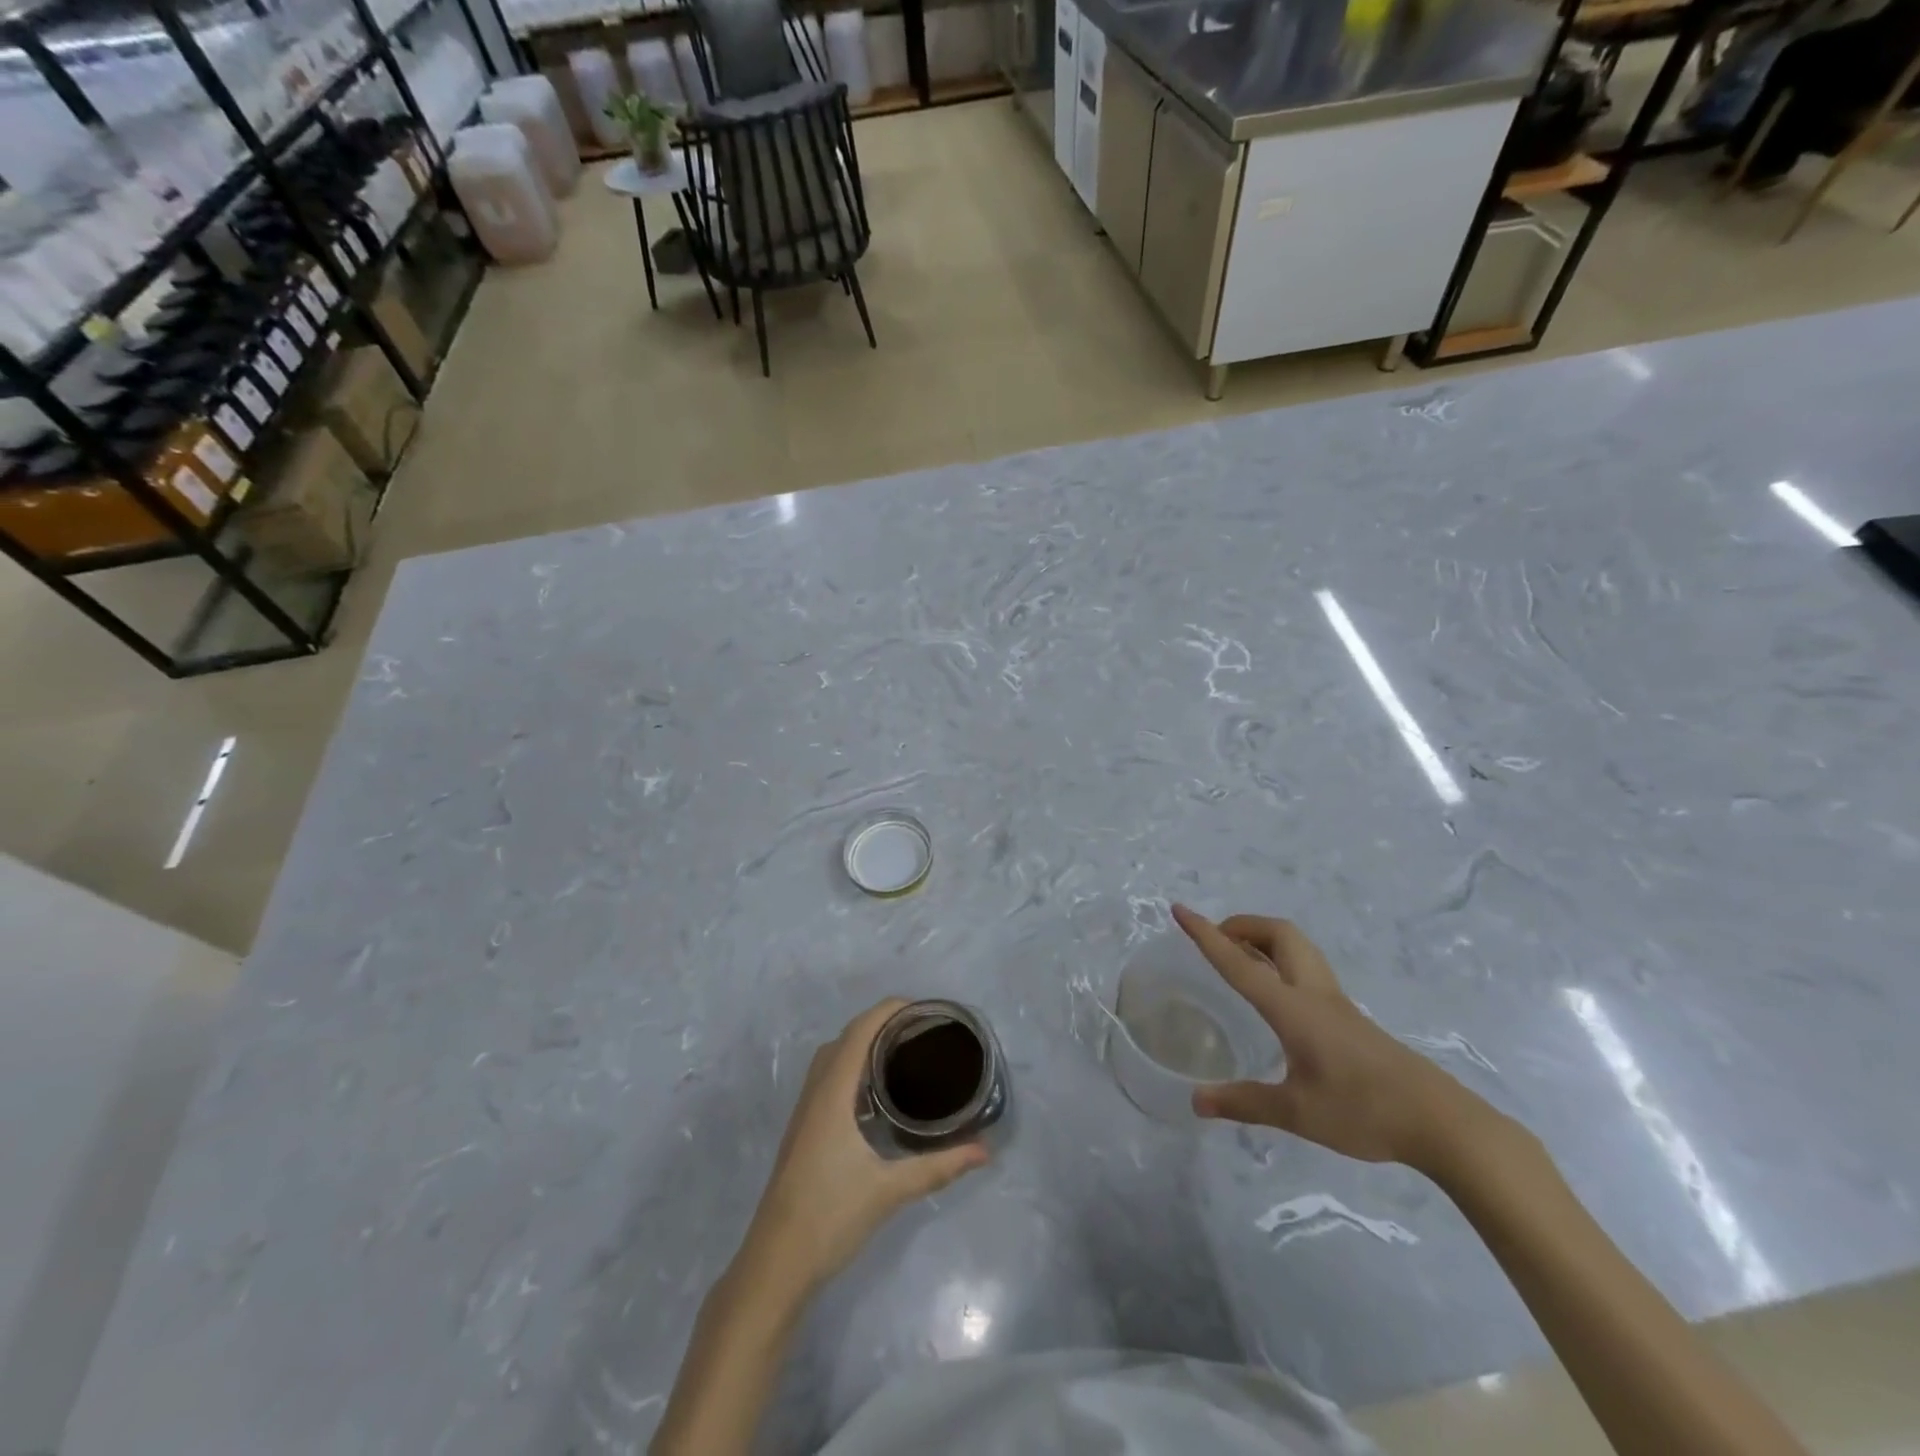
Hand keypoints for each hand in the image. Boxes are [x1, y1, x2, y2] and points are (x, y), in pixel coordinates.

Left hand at [740, 1000, 988, 1295]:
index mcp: (833, 1093)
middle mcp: (815, 1093)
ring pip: (832, 1059)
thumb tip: (984, 1151)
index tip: (924, 1009)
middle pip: (845, 1038)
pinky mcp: (803, 1131)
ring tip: (901, 1054)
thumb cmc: (830, 1217)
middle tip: (920, 1032)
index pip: (860, 1031)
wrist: (774, 1264)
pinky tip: (875, 1095)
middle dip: (880, 1024)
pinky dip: (851, 1067)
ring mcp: (805, 1112)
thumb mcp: (889, 1190)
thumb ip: (938, 1167)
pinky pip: (827, 1079)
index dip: (888, 1010)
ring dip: (862, 1045)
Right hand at [1171, 904, 1492, 1170]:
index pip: (1238, 962)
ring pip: (1298, 948)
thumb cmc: (1364, 1111)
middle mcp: (1313, 993)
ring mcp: (1337, 1004)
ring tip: (1241, 959)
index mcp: (1292, 1008)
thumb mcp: (1297, 1112)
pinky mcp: (1351, 1018)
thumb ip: (1244, 1103)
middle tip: (1217, 939)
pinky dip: (1281, 962)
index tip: (1179, 909)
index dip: (1206, 935)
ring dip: (1264, 939)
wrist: (1442, 1123)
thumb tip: (1196, 1102)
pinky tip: (1277, 996)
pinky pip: (1308, 969)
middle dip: (1243, 925)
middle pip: (1279, 934)